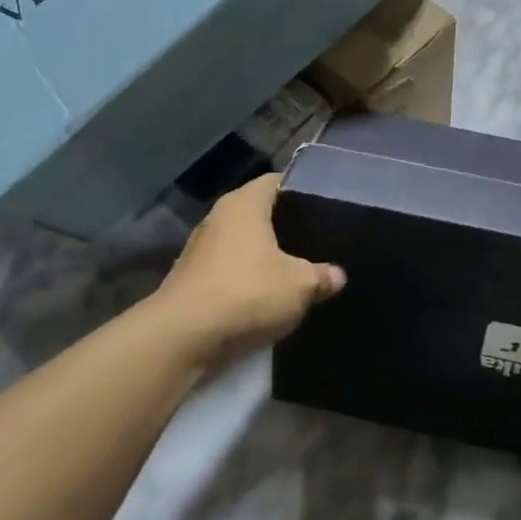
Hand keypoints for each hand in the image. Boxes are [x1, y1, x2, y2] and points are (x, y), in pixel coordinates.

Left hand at [154, 175, 344, 363]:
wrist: (182, 338)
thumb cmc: (246, 293)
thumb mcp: (300, 285)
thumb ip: (322, 276)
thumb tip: (337, 275)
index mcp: (244, 204)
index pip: (277, 181)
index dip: (301, 191)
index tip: (325, 206)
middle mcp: (219, 218)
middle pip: (259, 213)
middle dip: (286, 226)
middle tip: (318, 240)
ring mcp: (200, 250)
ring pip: (243, 244)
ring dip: (265, 256)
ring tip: (298, 270)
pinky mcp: (192, 280)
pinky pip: (229, 270)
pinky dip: (247, 279)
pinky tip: (268, 296)